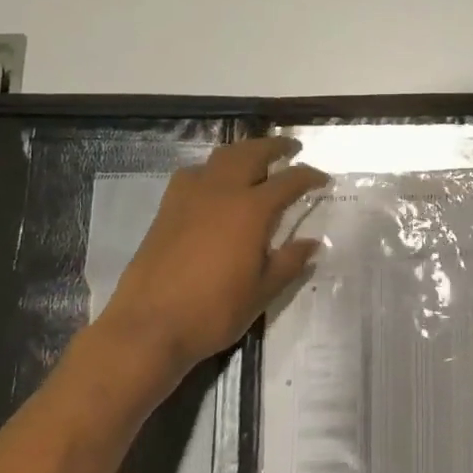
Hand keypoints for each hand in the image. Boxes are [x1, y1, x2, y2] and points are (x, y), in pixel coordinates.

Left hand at [88, 137, 327, 391]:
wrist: (149, 326)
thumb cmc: (213, 312)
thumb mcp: (262, 292)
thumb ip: (289, 262)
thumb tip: (312, 243)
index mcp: (251, 210)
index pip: (289, 181)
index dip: (309, 177)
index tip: (323, 179)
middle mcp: (221, 192)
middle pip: (251, 153)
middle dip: (275, 147)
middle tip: (291, 149)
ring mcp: (189, 197)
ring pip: (220, 157)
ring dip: (243, 152)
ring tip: (255, 160)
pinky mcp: (166, 208)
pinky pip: (193, 173)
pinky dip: (212, 169)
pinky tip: (214, 186)